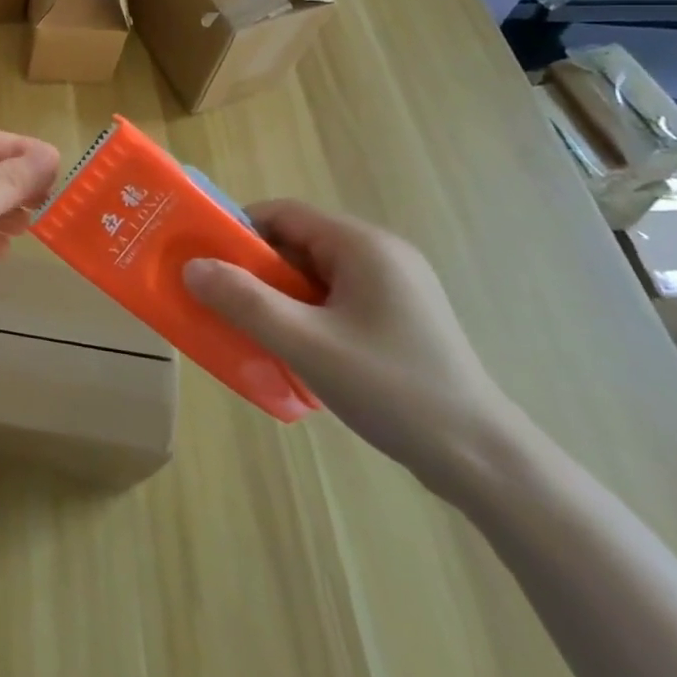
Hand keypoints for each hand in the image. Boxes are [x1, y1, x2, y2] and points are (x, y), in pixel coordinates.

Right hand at [182, 200, 518, 487]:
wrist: (484, 462)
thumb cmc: (392, 390)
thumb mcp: (306, 344)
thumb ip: (244, 301)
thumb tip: (191, 266)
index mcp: (362, 245)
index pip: (283, 213)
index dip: (239, 230)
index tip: (207, 261)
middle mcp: (381, 254)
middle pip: (299, 242)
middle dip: (257, 268)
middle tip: (224, 300)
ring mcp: (397, 287)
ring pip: (316, 273)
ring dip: (280, 295)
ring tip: (254, 329)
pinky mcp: (402, 318)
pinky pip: (337, 298)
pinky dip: (307, 313)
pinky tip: (297, 350)